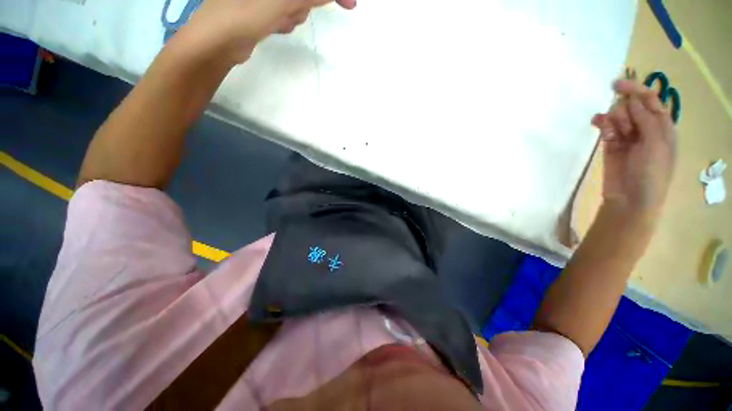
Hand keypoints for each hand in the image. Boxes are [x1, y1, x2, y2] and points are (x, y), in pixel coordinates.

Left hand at [180, 0, 355, 62]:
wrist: (215, 45)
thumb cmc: (241, 17)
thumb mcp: (279, 3)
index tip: (350, 3)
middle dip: (301, 6)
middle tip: (287, 15)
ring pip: (295, 2)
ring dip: (292, 14)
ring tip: (275, 22)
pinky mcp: (261, 6)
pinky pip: (285, 12)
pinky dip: (284, 20)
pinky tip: (272, 27)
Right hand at [591, 79, 676, 221]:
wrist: (631, 199)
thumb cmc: (651, 173)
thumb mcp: (656, 144)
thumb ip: (646, 120)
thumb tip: (630, 101)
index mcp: (663, 127)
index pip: (650, 101)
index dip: (636, 90)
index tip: (616, 84)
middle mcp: (646, 129)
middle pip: (631, 107)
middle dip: (625, 112)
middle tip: (624, 127)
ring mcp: (627, 137)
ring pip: (617, 117)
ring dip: (613, 119)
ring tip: (612, 133)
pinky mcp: (611, 146)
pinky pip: (605, 128)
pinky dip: (601, 124)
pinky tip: (597, 124)